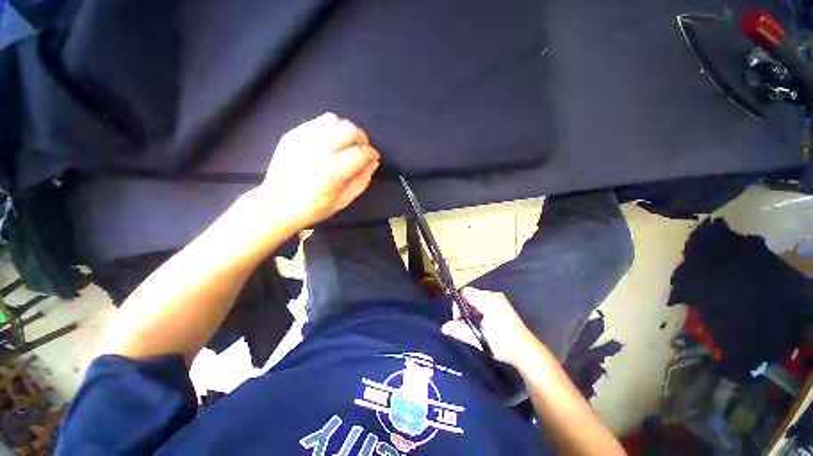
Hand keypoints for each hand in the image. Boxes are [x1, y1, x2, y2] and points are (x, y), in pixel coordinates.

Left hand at [255, 113, 379, 229]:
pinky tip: (329, 141)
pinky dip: (330, 128)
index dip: (372, 153)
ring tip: (345, 143)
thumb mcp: (343, 201)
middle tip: (361, 149)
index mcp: (332, 172)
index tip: (373, 158)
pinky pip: (317, 121)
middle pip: (349, 129)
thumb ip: (362, 181)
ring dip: (345, 130)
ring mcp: (303, 139)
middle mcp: (318, 151)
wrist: (277, 204)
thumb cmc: (314, 208)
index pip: (361, 152)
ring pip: (334, 120)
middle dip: (361, 138)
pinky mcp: (292, 135)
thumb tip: (373, 163)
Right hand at [441, 288, 537, 367]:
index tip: (459, 320)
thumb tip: (443, 328)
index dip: (459, 304)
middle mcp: (494, 295)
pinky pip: (484, 302)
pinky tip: (483, 325)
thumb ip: (460, 331)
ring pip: (477, 299)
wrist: (527, 352)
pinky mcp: (502, 304)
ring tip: (475, 327)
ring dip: (472, 311)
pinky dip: (479, 311)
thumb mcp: (479, 338)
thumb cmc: (503, 344)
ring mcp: (499, 299)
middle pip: (471, 295)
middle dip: (465, 309)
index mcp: (489, 300)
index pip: (466, 292)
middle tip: (466, 325)